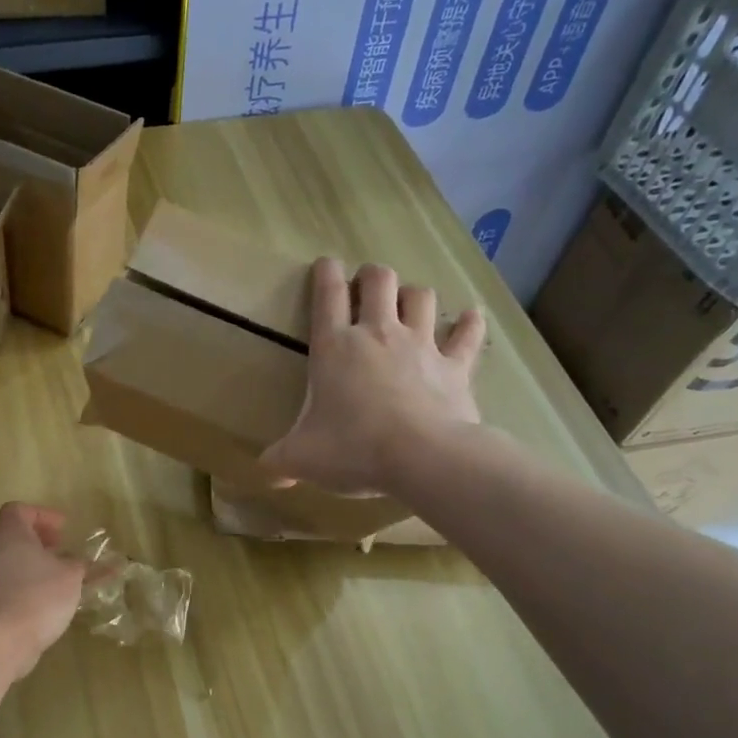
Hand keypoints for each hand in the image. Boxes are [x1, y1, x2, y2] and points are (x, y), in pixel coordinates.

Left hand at [0, 503, 86, 680]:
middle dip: (43, 541)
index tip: (63, 528)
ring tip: (67, 576)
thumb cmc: (39, 595)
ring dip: (42, 565)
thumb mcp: (71, 576)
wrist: (4, 639)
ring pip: (19, 563)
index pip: (17, 510)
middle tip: (64, 549)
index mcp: (13, 536)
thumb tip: (85, 563)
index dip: (41, 514)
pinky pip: (19, 585)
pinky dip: (37, 586)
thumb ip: (81, 565)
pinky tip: (58, 600)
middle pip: (18, 536)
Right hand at [261, 260, 487, 496]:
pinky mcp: (455, 367)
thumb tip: (265, 473)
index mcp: (335, 347)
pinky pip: (466, 335)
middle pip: (379, 280)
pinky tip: (471, 317)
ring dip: (412, 294)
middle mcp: (378, 334)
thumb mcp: (302, 459)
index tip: (325, 264)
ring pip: (421, 297)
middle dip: (372, 276)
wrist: (421, 458)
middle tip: (367, 286)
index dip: (325, 273)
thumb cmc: (352, 449)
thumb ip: (279, 462)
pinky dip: (469, 324)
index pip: (327, 295)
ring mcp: (421, 346)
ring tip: (408, 303)